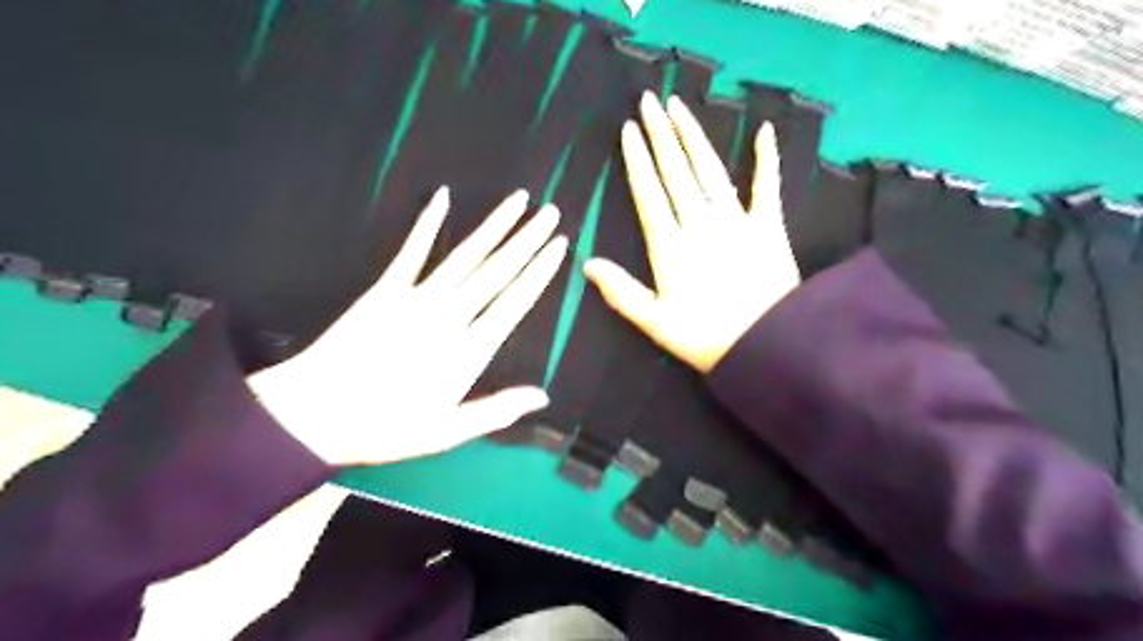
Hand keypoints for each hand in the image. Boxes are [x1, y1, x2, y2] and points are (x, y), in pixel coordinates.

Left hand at [250, 187, 568, 465]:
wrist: (314, 414)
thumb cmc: (385, 427)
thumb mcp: (447, 431)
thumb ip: (497, 410)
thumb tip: (543, 397)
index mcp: (468, 351)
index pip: (514, 302)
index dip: (539, 272)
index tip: (559, 247)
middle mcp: (449, 317)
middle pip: (497, 271)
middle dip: (527, 240)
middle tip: (551, 213)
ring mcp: (416, 298)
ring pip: (465, 256)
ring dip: (494, 226)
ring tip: (518, 201)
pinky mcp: (384, 290)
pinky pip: (411, 251)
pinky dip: (427, 223)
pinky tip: (443, 197)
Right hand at [585, 92, 796, 372]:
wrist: (768, 344)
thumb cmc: (706, 338)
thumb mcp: (655, 322)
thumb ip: (622, 292)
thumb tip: (587, 264)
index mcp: (671, 246)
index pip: (649, 193)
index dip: (637, 160)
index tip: (628, 131)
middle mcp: (700, 223)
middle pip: (676, 171)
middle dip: (660, 134)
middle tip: (649, 102)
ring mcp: (737, 220)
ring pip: (710, 169)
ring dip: (693, 136)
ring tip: (679, 107)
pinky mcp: (769, 226)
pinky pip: (767, 186)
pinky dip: (766, 159)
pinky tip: (763, 131)